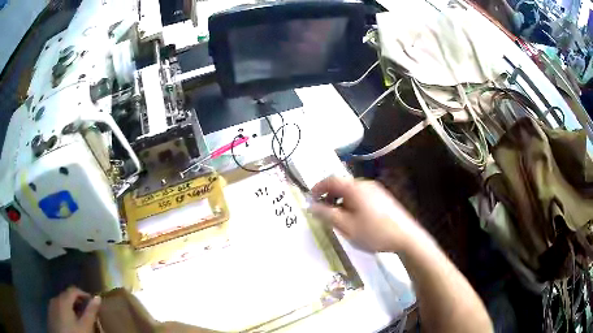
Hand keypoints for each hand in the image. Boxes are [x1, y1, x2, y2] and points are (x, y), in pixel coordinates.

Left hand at [48, 286, 100, 332]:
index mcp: (63, 299)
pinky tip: (70, 323)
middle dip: (77, 302)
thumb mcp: (85, 326)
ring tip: (79, 319)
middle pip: (67, 295)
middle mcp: (55, 298)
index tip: (93, 302)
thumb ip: (90, 312)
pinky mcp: (50, 313)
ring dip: (71, 307)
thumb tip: (98, 297)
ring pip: (62, 302)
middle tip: (87, 312)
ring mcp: (51, 305)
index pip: (73, 289)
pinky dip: (65, 311)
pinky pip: (58, 308)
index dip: (84, 294)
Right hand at [310, 176, 422, 252]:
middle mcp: (365, 184)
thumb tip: (311, 206)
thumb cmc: (373, 232)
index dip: (317, 187)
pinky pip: (361, 196)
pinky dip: (351, 203)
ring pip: (352, 192)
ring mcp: (376, 190)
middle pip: (341, 185)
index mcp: (354, 188)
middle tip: (322, 212)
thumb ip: (326, 214)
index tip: (310, 199)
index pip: (330, 180)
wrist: (406, 237)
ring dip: (340, 201)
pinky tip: (355, 219)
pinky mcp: (383, 198)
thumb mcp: (346, 226)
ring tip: (338, 218)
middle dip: (329, 196)